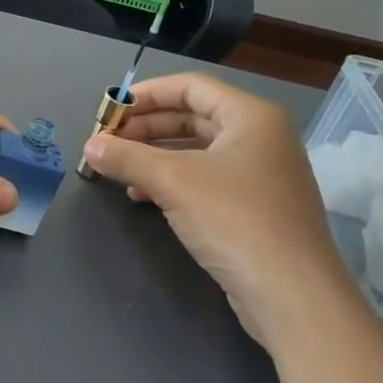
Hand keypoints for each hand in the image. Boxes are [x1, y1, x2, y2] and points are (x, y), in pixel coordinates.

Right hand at [80, 73, 351, 346]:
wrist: (292, 295)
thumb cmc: (235, 220)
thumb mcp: (174, 182)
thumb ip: (127, 158)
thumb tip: (89, 146)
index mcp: (251, 116)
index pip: (191, 86)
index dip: (147, 94)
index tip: (110, 109)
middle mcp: (261, 137)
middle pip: (193, 117)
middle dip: (147, 127)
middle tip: (108, 141)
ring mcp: (261, 174)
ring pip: (197, 151)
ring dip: (155, 156)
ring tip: (118, 168)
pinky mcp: (255, 208)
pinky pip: (206, 180)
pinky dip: (173, 182)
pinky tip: (142, 197)